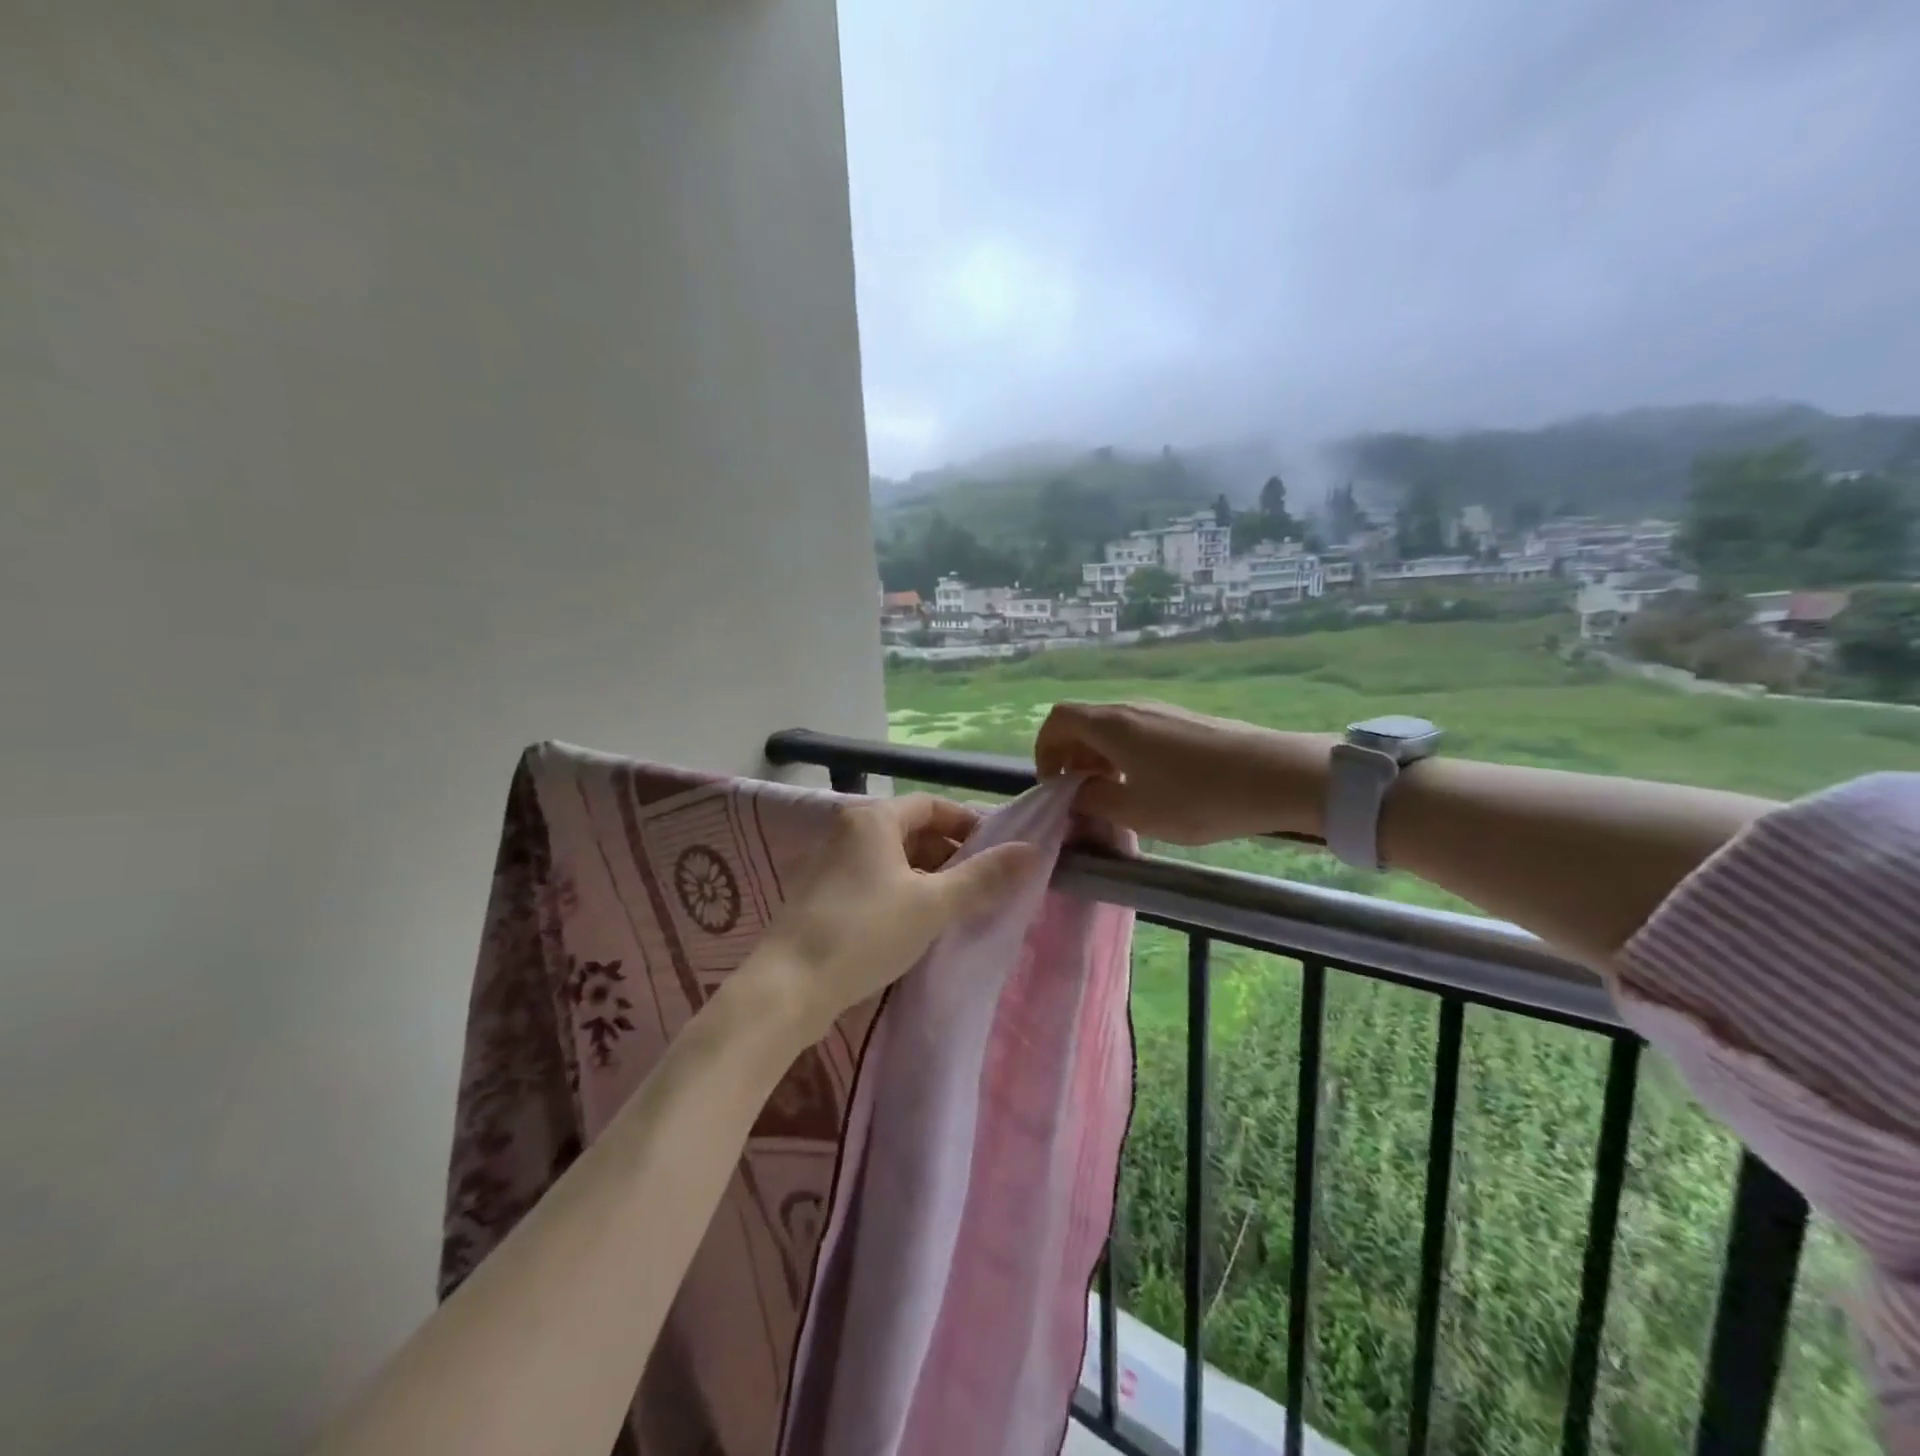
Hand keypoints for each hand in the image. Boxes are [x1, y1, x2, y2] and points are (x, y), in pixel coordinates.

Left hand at [743, 794, 1036, 1045]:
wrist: (788, 987)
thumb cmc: (865, 932)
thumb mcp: (932, 904)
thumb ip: (983, 877)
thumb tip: (1031, 850)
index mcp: (874, 819)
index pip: (933, 805)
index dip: (968, 823)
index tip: (998, 852)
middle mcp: (850, 831)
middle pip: (913, 830)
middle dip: (951, 853)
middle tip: (983, 885)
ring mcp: (833, 864)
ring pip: (894, 858)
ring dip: (929, 876)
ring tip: (958, 907)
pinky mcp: (825, 896)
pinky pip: (876, 880)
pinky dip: (904, 892)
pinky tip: (920, 924)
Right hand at [1034, 700, 1334, 844]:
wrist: (1276, 776)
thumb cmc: (1199, 797)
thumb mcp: (1137, 811)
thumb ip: (1094, 800)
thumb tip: (1075, 793)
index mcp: (1111, 725)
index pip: (1058, 719)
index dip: (1045, 749)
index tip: (1054, 784)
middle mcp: (1131, 708)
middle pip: (1084, 722)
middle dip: (1071, 757)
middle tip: (1079, 795)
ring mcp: (1161, 711)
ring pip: (1112, 728)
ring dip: (1099, 757)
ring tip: (1112, 793)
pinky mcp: (1184, 721)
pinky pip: (1137, 731)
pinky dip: (1125, 754)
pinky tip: (1147, 784)